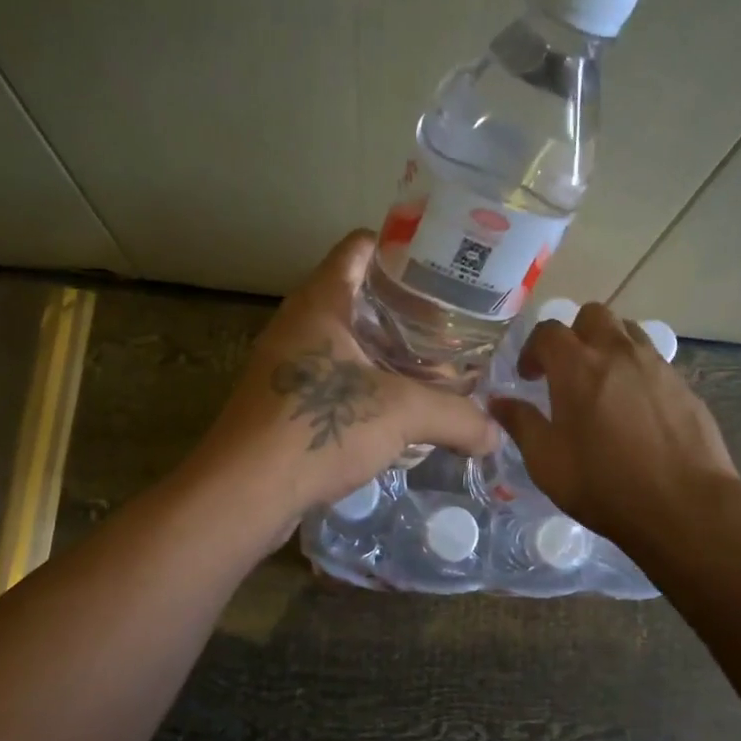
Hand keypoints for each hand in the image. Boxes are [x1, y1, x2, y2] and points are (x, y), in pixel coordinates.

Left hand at [192, 231, 500, 531]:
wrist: (244, 493)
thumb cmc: (318, 428)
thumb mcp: (402, 414)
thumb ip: (457, 417)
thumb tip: (496, 435)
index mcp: (321, 302)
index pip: (360, 247)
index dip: (402, 248)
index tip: (444, 267)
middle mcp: (299, 324)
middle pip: (360, 297)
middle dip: (406, 309)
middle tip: (454, 325)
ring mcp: (287, 365)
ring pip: (348, 343)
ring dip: (388, 353)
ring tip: (437, 368)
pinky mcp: (284, 404)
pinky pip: (335, 380)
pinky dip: (368, 387)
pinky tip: (401, 413)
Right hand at [489, 302, 739, 550]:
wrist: (684, 506)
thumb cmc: (604, 485)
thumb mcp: (546, 462)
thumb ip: (521, 424)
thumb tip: (498, 402)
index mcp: (577, 367)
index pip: (548, 331)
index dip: (533, 349)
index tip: (529, 377)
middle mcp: (618, 353)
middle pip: (593, 315)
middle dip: (574, 334)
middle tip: (567, 371)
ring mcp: (656, 366)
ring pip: (628, 332)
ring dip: (608, 346)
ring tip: (602, 383)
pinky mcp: (683, 386)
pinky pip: (654, 361)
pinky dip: (636, 370)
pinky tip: (635, 409)